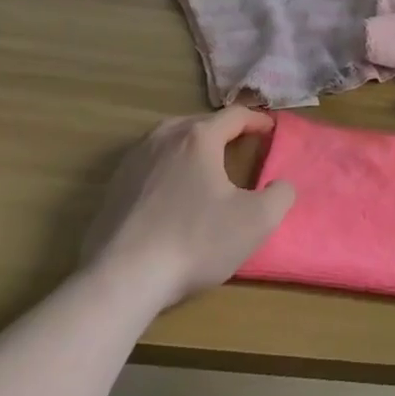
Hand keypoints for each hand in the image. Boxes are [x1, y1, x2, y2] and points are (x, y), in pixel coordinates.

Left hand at [81, 107, 294, 307]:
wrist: (120, 279)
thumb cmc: (194, 242)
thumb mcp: (255, 222)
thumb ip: (280, 196)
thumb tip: (281, 185)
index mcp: (199, 138)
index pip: (235, 116)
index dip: (257, 120)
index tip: (270, 130)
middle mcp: (164, 138)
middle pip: (200, 123)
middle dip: (222, 131)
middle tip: (239, 146)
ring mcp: (133, 161)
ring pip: (170, 140)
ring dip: (191, 146)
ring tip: (204, 165)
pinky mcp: (112, 188)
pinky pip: (148, 165)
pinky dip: (166, 168)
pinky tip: (170, 194)